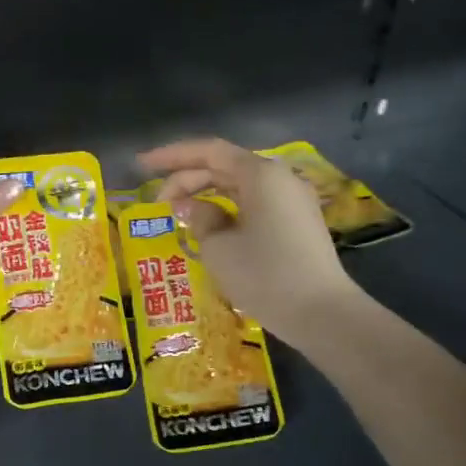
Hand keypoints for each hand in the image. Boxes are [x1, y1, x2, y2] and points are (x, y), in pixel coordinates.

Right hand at [136, 137, 357, 340]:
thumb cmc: (265, 276)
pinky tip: (211, 224)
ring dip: (208, 193)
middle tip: (158, 202)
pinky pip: (256, 202)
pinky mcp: (298, 221)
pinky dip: (229, 208)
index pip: (209, 151)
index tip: (143, 165)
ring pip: (241, 185)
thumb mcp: (219, 248)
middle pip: (225, 166)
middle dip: (188, 178)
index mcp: (260, 174)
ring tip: (179, 212)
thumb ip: (199, 218)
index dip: (173, 156)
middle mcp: (279, 178)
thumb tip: (190, 206)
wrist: (322, 314)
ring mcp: (293, 199)